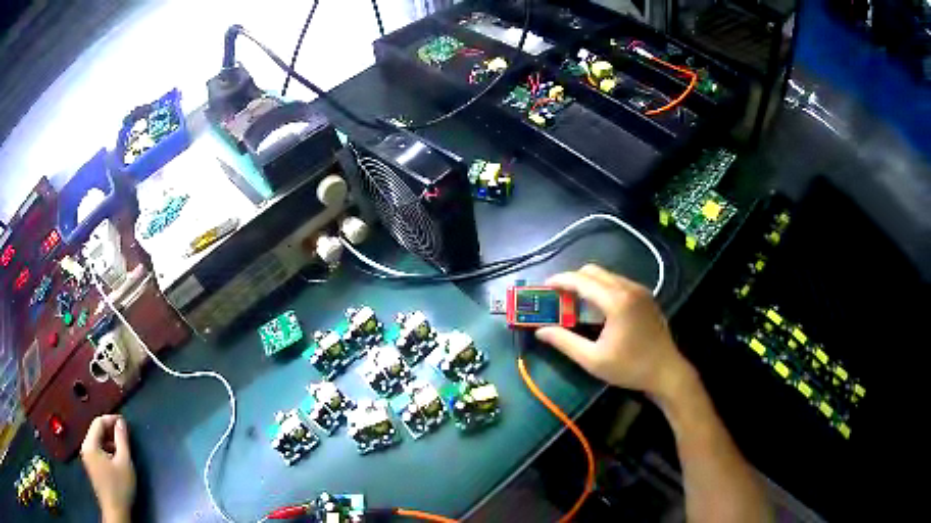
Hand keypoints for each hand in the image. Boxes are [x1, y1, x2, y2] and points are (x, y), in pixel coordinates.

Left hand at [81, 415, 135, 522]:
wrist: (115, 511)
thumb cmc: (120, 487)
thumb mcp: (124, 463)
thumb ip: (122, 440)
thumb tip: (121, 422)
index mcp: (90, 444)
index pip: (98, 422)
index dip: (111, 419)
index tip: (124, 422)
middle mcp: (85, 447)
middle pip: (96, 431)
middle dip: (110, 431)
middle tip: (124, 434)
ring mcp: (87, 457)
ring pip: (97, 441)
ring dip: (109, 441)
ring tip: (122, 447)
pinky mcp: (90, 466)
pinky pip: (96, 450)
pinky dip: (106, 449)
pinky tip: (116, 458)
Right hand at [535, 264, 692, 398]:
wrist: (666, 372)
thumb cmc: (629, 368)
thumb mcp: (593, 360)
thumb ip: (565, 342)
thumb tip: (541, 332)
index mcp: (616, 301)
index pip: (581, 280)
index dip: (560, 280)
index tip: (544, 287)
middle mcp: (628, 288)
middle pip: (593, 271)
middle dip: (573, 280)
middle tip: (559, 297)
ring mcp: (640, 290)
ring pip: (607, 275)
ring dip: (588, 283)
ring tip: (575, 303)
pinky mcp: (646, 296)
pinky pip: (618, 282)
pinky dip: (603, 288)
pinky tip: (598, 308)